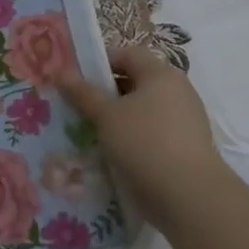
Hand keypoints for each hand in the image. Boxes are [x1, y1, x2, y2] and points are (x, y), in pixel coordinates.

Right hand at [58, 45, 225, 230]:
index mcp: (160, 73)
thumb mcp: (106, 115)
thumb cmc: (144, 142)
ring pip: (143, 108)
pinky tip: (116, 152)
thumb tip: (60, 72)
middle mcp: (177, 90)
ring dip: (118, 117)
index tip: (76, 81)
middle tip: (78, 107)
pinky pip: (153, 131)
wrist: (188, 194)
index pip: (126, 54)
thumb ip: (82, 92)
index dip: (99, 63)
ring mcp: (185, 118)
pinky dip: (134, 136)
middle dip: (105, 92)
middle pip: (135, 81)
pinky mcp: (186, 144)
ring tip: (92, 132)